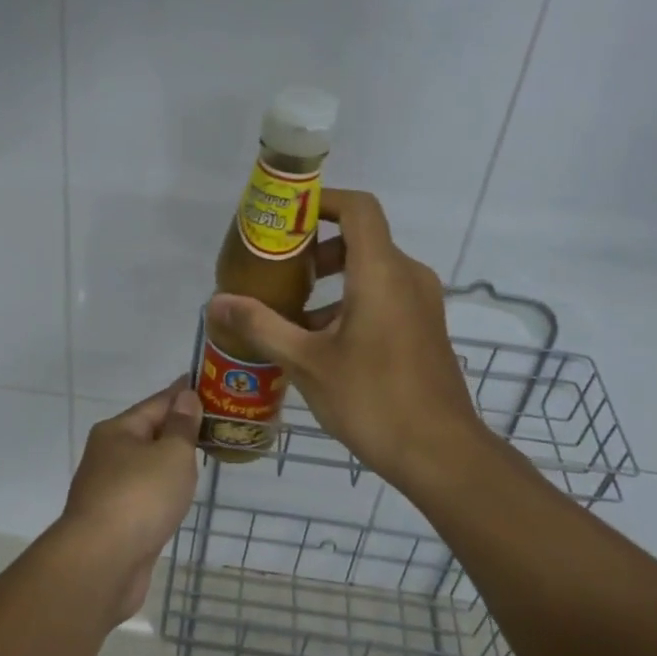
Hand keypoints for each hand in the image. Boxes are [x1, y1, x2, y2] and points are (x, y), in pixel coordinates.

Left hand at [54, 379, 202, 622]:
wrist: (103, 562)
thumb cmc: (140, 497)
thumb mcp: (171, 454)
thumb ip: (181, 427)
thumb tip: (185, 397)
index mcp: (117, 431)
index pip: (157, 403)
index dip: (182, 393)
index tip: (207, 384)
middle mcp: (108, 455)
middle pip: (148, 433)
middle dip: (178, 428)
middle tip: (215, 423)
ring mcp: (108, 490)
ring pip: (146, 466)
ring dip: (170, 461)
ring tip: (202, 456)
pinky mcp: (115, 521)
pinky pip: (145, 494)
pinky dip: (163, 490)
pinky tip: (178, 495)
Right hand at [206, 189, 492, 492]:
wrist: (440, 453)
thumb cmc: (372, 399)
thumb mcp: (306, 362)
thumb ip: (261, 325)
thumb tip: (217, 302)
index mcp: (381, 272)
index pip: (357, 208)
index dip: (322, 202)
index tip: (286, 219)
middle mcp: (408, 277)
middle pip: (360, 239)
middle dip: (316, 250)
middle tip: (278, 273)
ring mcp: (422, 303)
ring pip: (371, 271)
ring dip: (331, 283)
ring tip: (291, 316)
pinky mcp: (424, 328)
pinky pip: (384, 296)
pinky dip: (351, 303)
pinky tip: (322, 344)